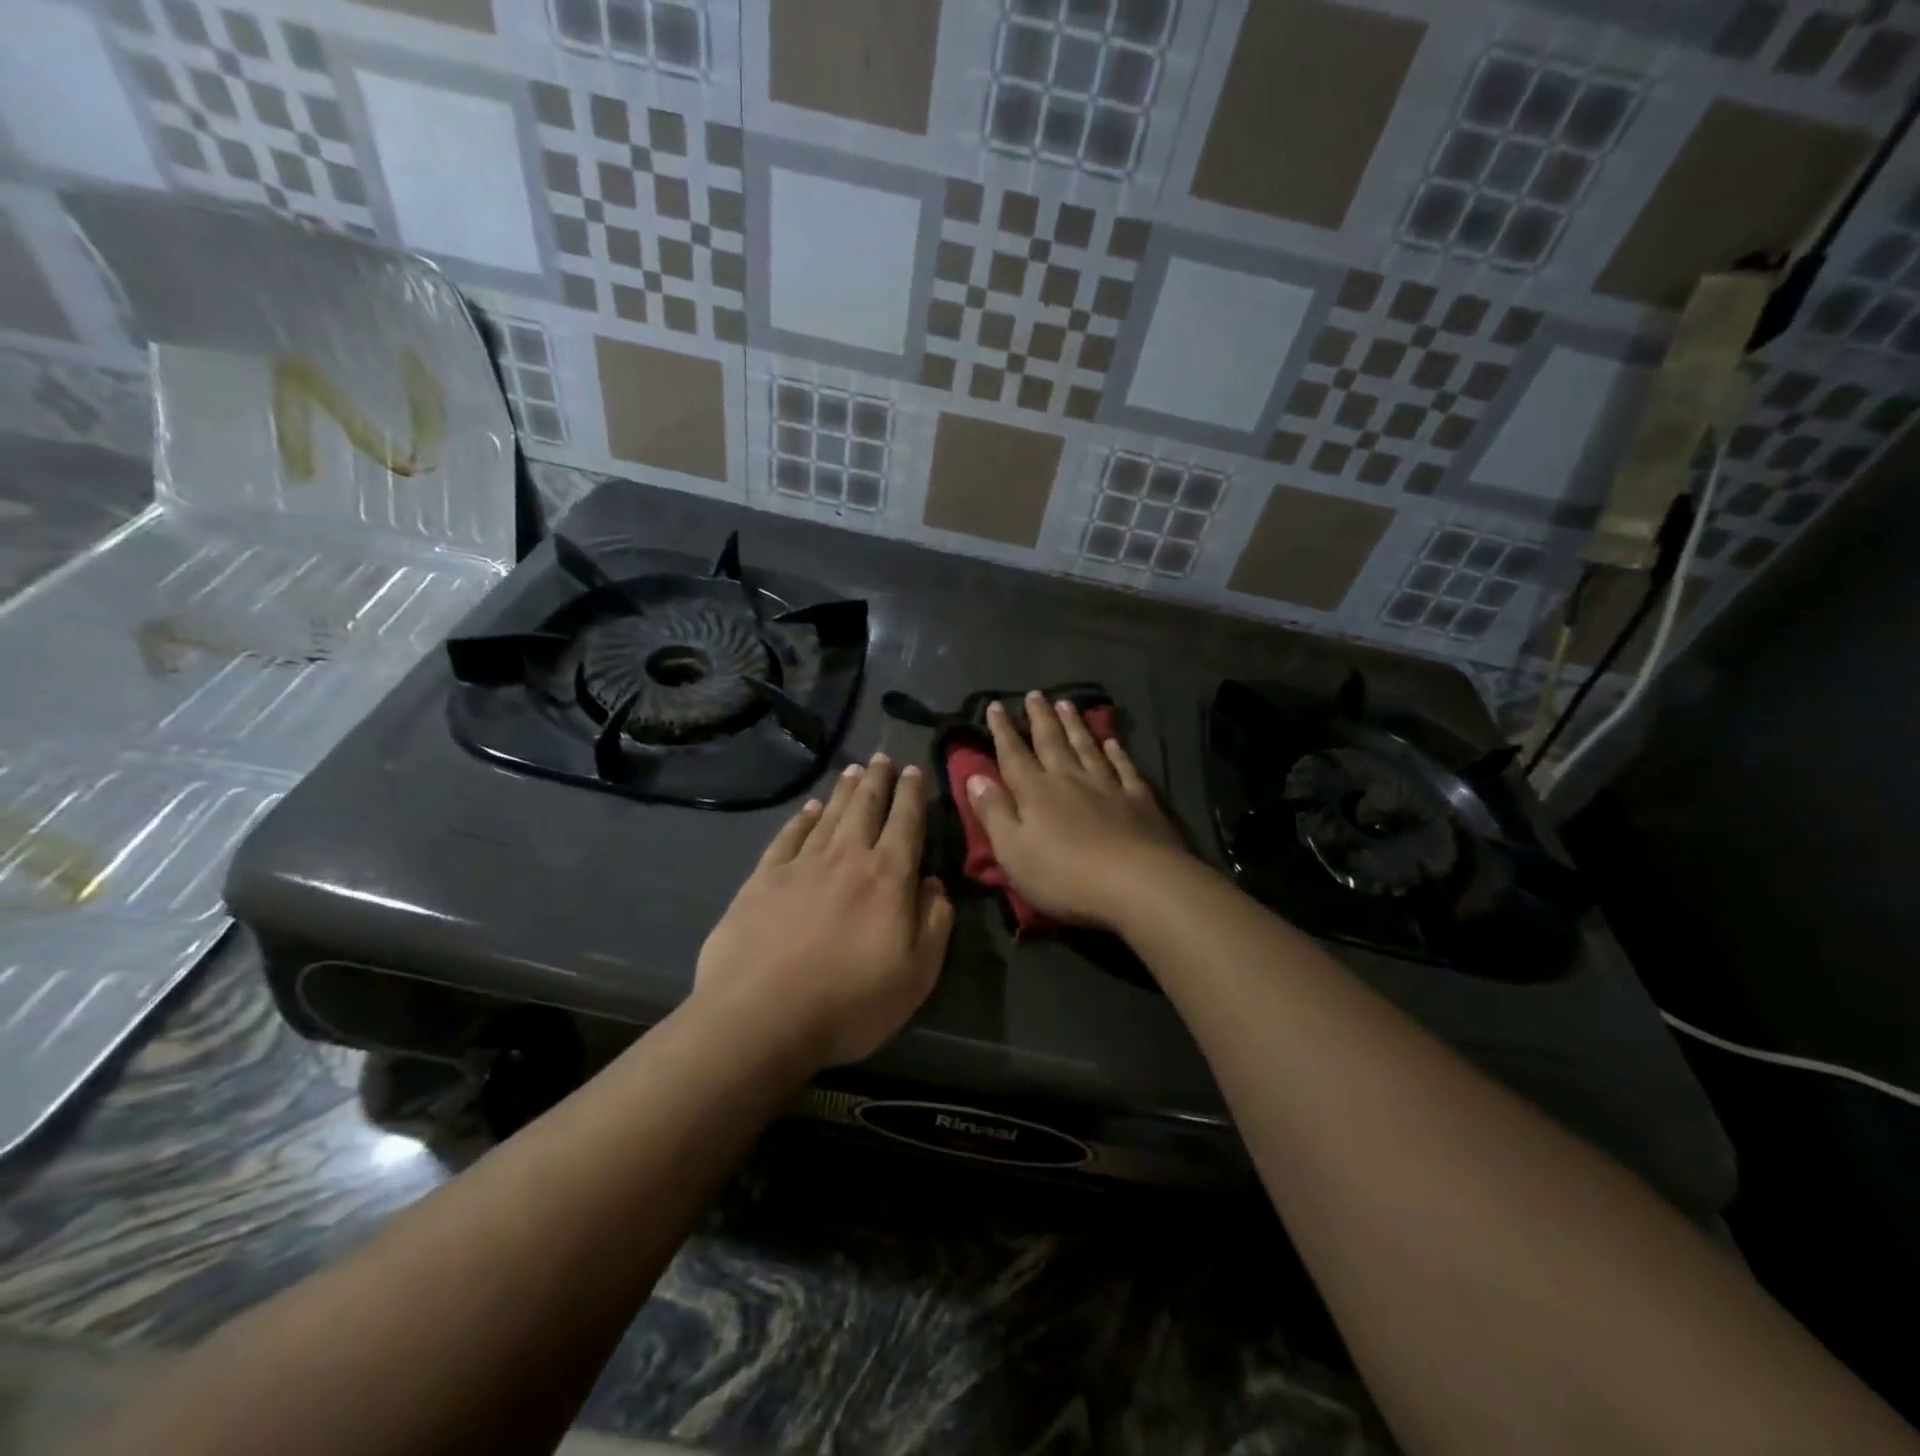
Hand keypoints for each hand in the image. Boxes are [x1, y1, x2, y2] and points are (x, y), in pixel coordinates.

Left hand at [694, 754, 953, 1067]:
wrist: (761, 1017)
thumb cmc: (850, 1001)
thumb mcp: (917, 975)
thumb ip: (935, 923)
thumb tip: (934, 884)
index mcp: (888, 877)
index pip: (906, 823)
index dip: (912, 795)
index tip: (913, 770)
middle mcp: (846, 857)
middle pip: (866, 807)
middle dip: (877, 780)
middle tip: (882, 758)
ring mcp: (801, 864)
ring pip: (829, 814)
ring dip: (843, 790)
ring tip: (853, 770)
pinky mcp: (763, 878)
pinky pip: (789, 836)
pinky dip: (802, 818)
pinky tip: (808, 809)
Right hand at [966, 692, 1188, 929]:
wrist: (1138, 884)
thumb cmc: (1065, 875)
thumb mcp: (1013, 851)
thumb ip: (994, 813)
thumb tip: (975, 778)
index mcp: (1036, 792)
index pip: (1013, 755)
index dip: (1003, 730)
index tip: (996, 705)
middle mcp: (1070, 780)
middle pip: (1052, 742)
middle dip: (1040, 718)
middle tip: (1035, 694)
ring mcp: (1108, 787)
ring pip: (1087, 747)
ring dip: (1075, 726)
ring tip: (1066, 704)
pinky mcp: (1139, 801)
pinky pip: (1124, 768)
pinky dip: (1117, 753)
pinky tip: (1112, 742)